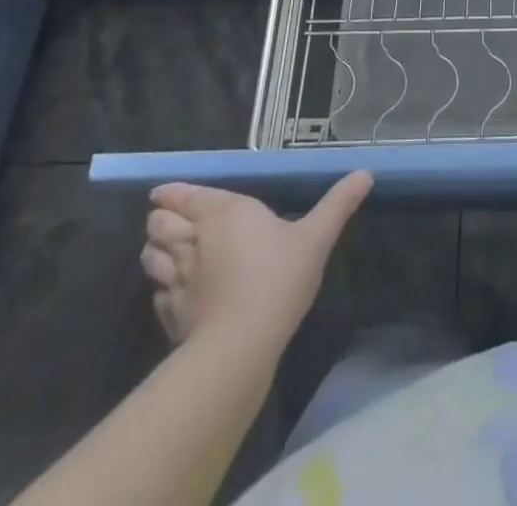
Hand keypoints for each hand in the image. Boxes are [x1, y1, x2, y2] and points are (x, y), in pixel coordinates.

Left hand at [140, 173, 372, 348]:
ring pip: (150, 256)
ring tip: (164, 252)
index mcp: (224, 211)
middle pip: (158, 223)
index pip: (185, 196)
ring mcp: (177, 279)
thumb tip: (366, 173)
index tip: (163, 194)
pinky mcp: (170, 315)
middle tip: (169, 220)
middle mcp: (194, 239)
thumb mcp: (316, 236)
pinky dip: (159, 287)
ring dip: (154, 251)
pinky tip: (172, 291)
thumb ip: (338, 204)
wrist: (241, 344)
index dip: (172, 194)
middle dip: (160, 219)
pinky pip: (156, 293)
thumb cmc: (279, 278)